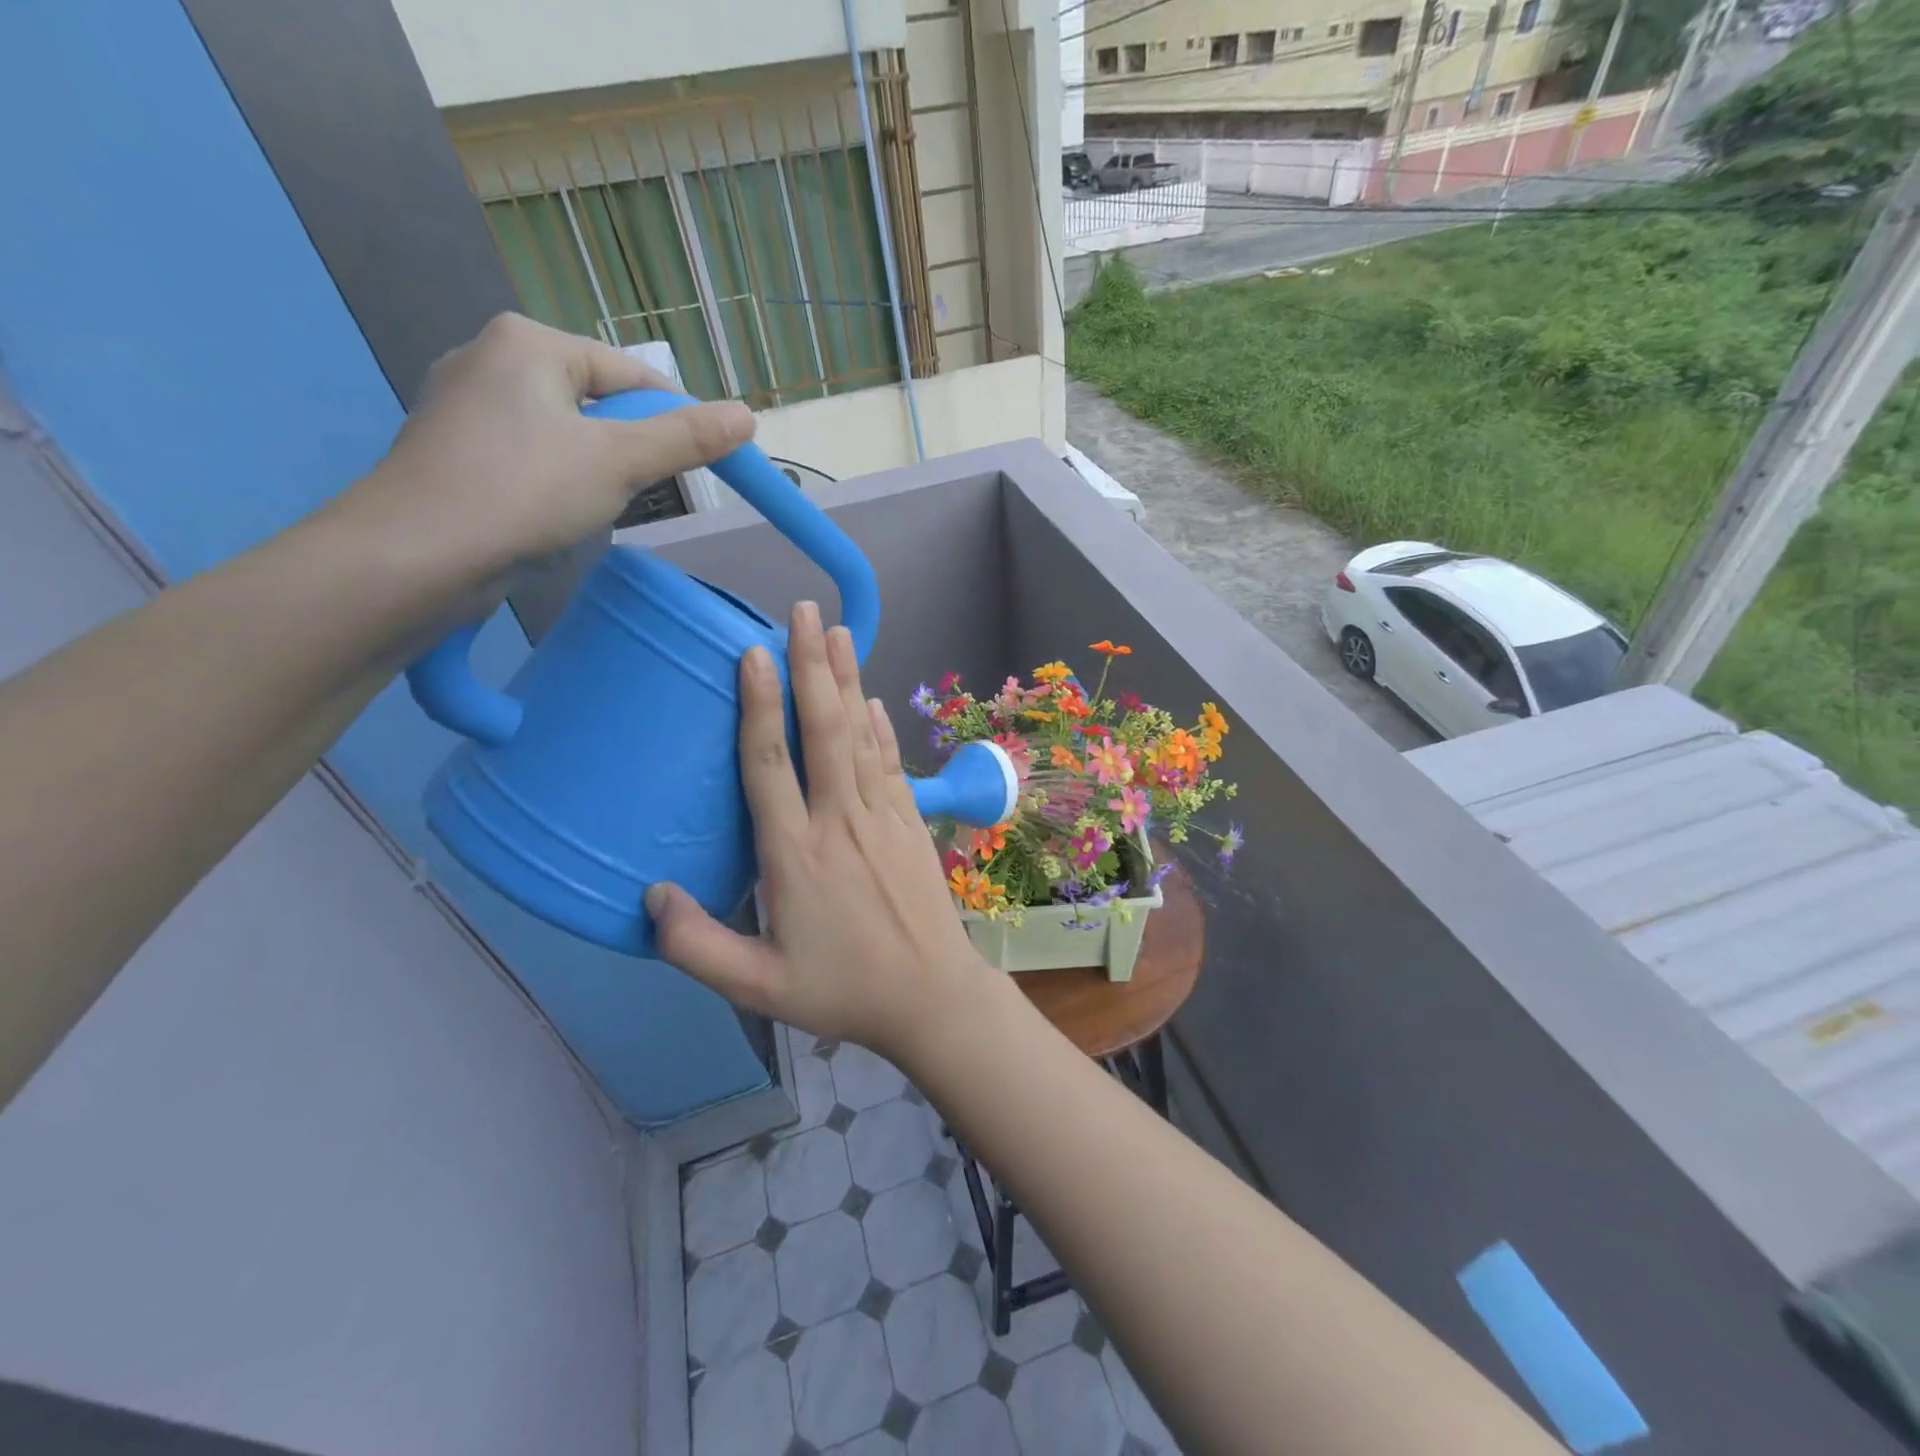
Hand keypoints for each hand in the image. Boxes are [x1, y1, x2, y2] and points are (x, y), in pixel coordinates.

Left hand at [339, 313, 753, 586]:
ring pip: (564, 434)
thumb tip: (748, 416)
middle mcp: (489, 358)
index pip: (631, 374)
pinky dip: (555, 484)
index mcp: (529, 342)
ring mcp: (464, 406)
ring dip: (594, 471)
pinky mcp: (453, 451)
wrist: (417, 557)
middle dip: (629, 449)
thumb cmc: (524, 492)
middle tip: (641, 493)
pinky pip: (530, 458)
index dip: (676, 419)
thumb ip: (686, 438)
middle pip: (597, 402)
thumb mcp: (619, 461)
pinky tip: (553, 517)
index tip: (701, 465)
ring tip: (594, 510)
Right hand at [646, 601, 994, 1063]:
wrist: (932, 997)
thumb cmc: (844, 991)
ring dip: (847, 680)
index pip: (769, 765)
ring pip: (859, 735)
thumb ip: (697, 946)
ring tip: (838, 630)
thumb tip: (650, 897)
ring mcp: (882, 816)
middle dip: (811, 666)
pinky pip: (890, 762)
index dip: (758, 705)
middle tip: (802, 612)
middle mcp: (839, 820)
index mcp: (796, 854)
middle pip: (821, 730)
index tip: (753, 653)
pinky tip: (872, 699)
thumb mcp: (758, 986)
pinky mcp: (910, 822)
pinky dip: (879, 727)